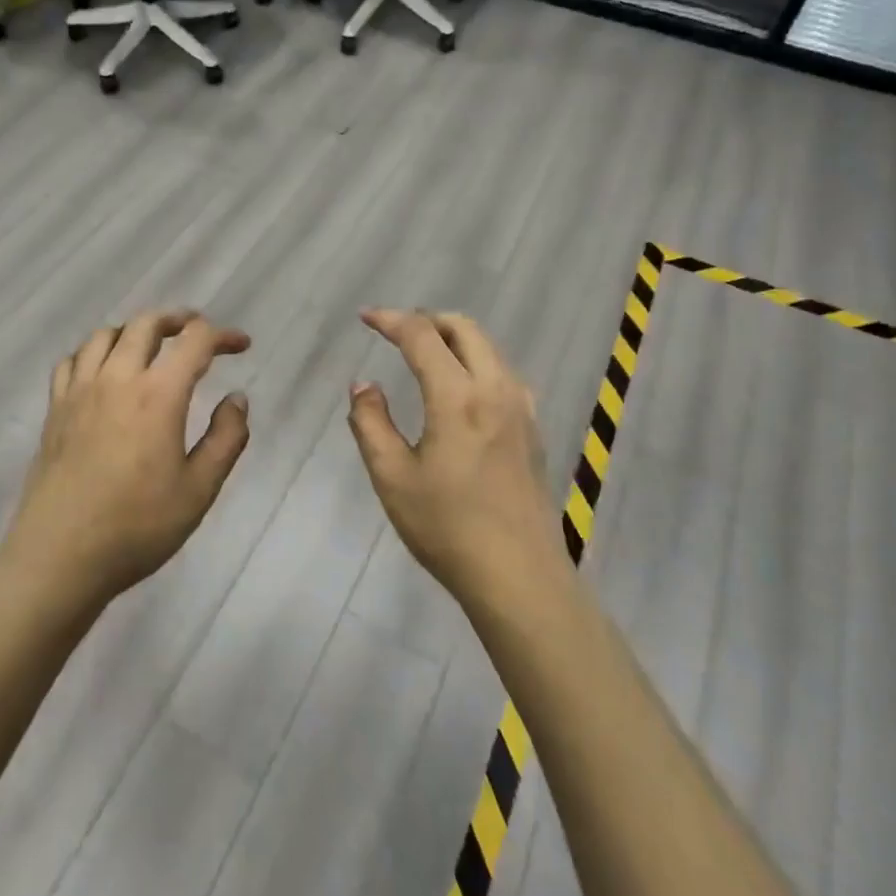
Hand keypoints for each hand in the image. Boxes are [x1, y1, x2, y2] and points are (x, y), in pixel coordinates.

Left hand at [1, 310, 251, 609]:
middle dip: (178, 319)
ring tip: (151, 346)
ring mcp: (79, 391)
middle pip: (146, 324)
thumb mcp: (199, 490)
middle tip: (197, 332)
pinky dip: (94, 351)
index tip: (241, 346)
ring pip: (106, 334)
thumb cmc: (137, 527)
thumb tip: (237, 399)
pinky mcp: (55, 409)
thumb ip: (226, 439)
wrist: (60, 557)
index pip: (194, 341)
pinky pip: (72, 360)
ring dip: (135, 330)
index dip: (223, 335)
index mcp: (158, 395)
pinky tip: (102, 370)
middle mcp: (117, 379)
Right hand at [347, 310, 565, 608]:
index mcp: (458, 397)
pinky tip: (460, 389)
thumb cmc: (447, 528)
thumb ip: (371, 423)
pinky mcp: (532, 429)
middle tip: (396, 332)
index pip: (422, 336)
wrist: (519, 577)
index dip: (391, 320)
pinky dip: (476, 360)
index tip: (366, 318)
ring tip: (424, 354)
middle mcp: (495, 389)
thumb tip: (364, 386)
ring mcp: (521, 408)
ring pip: (488, 347)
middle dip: (427, 319)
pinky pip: (503, 372)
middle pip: (464, 328)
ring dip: (454, 338)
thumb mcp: (392, 477)